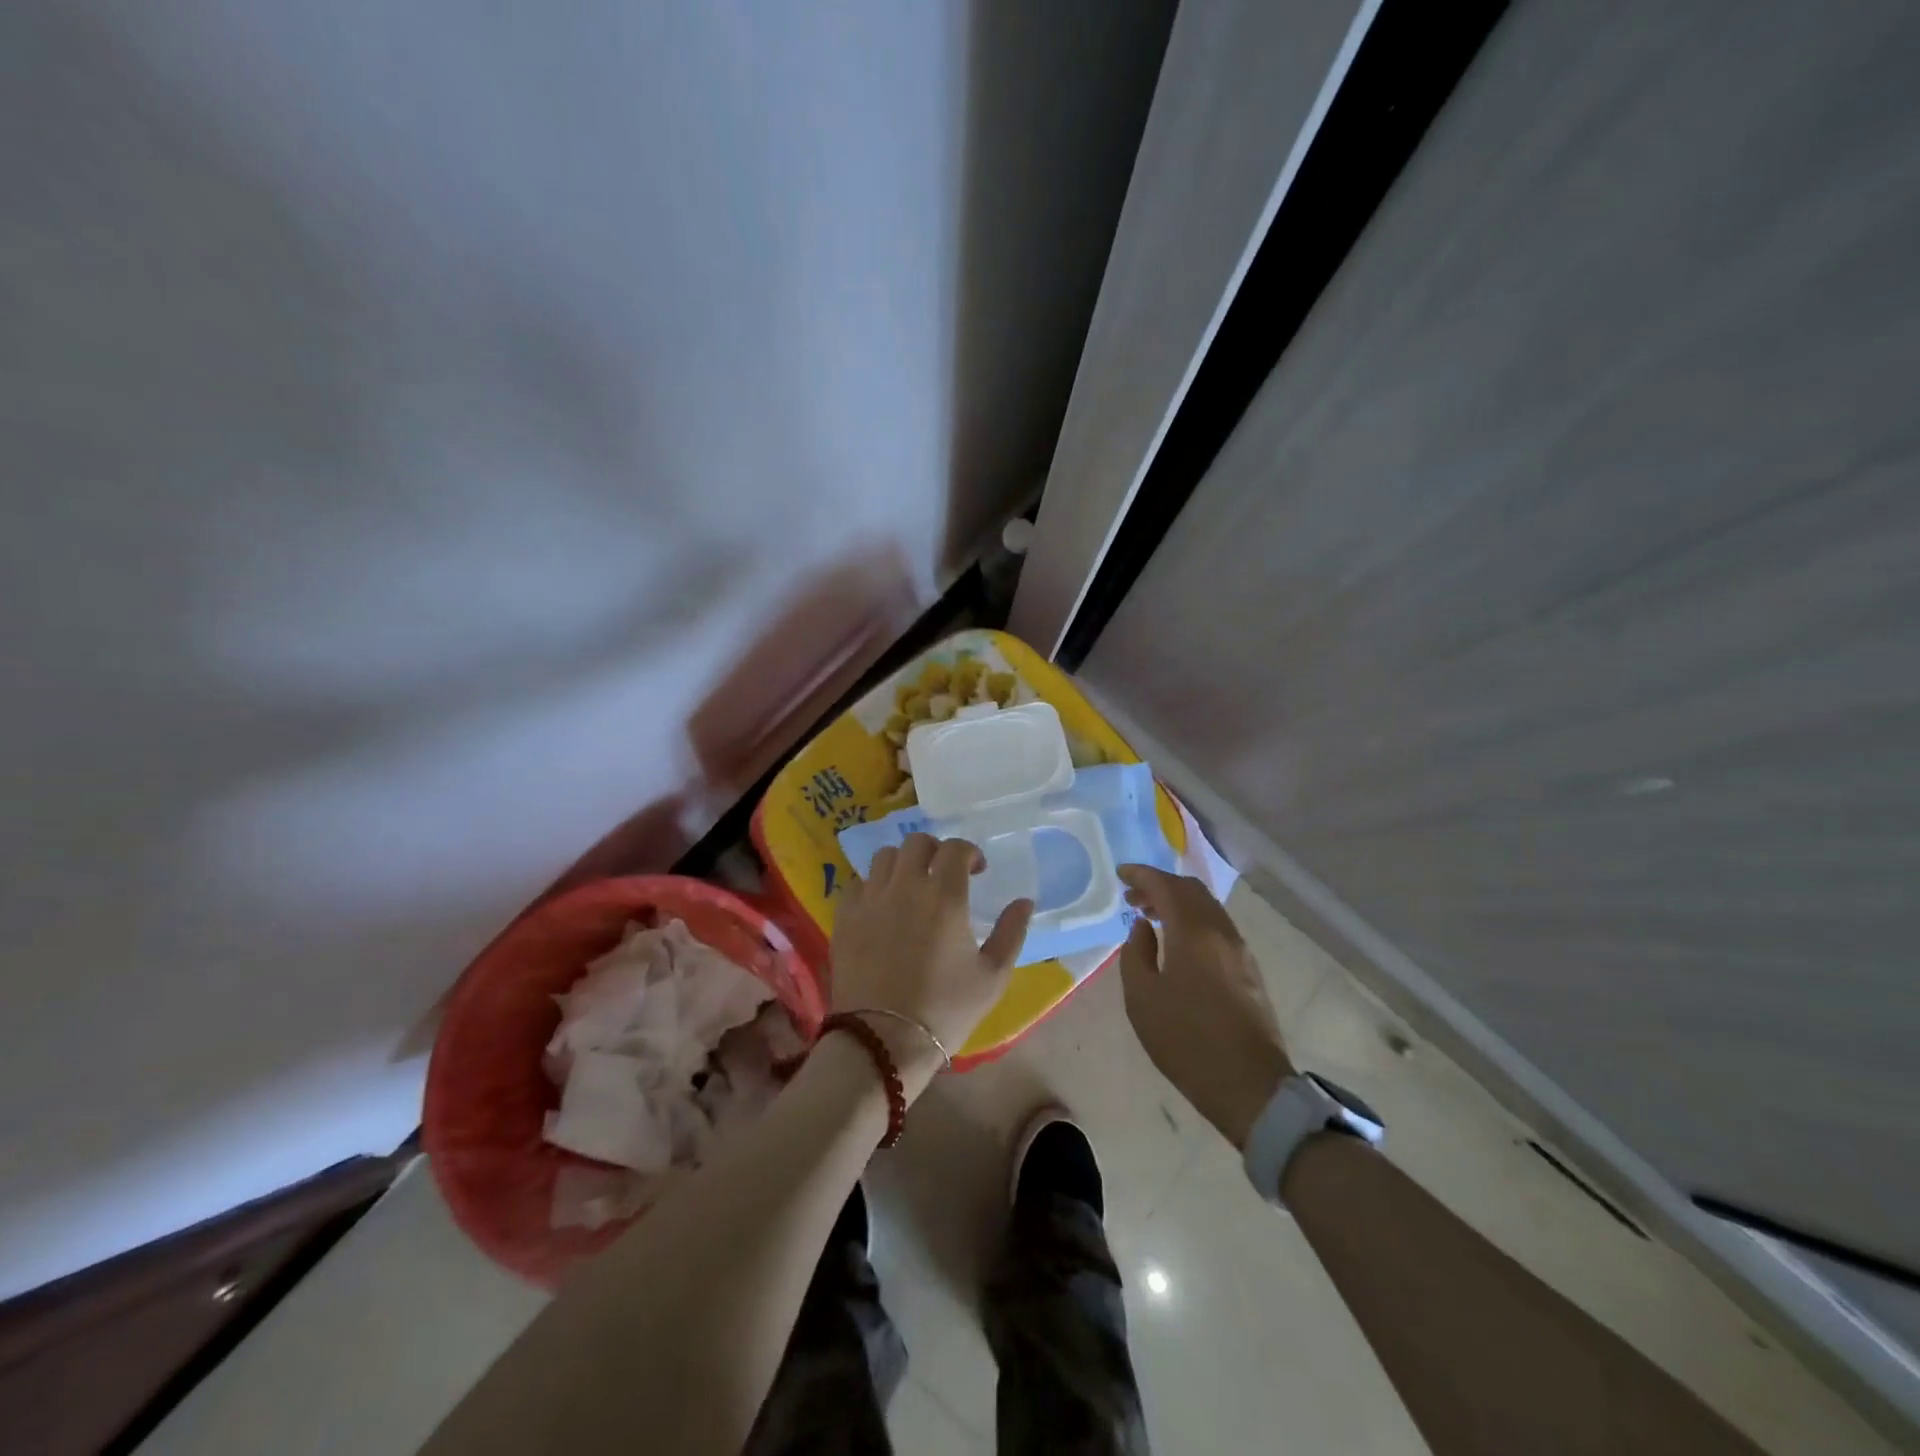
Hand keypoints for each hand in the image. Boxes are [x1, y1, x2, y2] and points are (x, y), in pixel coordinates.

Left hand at [830, 834, 1032, 1096]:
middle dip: (935, 851)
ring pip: (885, 857)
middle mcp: (905, 886)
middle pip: (917, 843)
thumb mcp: (993, 976)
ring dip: (903, 863)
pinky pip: (857, 883)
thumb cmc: (946, 1009)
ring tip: (911, 886)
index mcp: (945, 896)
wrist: (884, 1040)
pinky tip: (881, 906)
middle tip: (944, 874)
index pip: (955, 848)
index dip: (968, 852)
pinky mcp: (845, 917)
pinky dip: (873, 885)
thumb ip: (1011, 932)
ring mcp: (871, 899)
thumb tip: (1024, 902)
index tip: (976, 870)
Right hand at [1118, 866, 1294, 1147]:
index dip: (1141, 875)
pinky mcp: (1249, 970)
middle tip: (1133, 897)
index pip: (1166, 886)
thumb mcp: (1142, 998)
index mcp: (1193, 932)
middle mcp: (1221, 931)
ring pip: (1208, 908)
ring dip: (1178, 904)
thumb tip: (1143, 927)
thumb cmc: (1186, 1040)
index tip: (1120, 873)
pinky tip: (1178, 943)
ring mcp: (1240, 950)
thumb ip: (1136, 953)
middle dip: (1160, 886)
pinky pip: (1217, 927)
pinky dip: (1194, 921)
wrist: (1249, 1086)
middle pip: (1191, 890)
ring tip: (1152, 919)